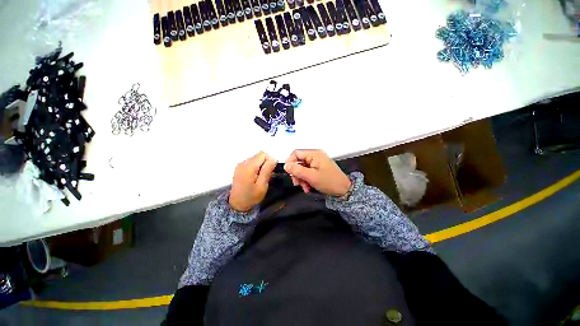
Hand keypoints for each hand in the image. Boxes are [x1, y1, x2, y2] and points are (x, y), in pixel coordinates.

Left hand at [229, 152, 277, 211]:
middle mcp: (243, 163)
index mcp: (249, 167)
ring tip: (260, 178)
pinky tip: (255, 177)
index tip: (270, 172)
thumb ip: (267, 170)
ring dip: (261, 166)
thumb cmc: (251, 196)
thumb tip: (273, 158)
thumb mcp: (262, 185)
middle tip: (265, 176)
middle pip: (259, 155)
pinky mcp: (240, 168)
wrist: (238, 205)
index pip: (263, 154)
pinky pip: (251, 162)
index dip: (269, 161)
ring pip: (256, 159)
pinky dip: (256, 167)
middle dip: (265, 163)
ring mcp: (240, 165)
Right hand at [284, 150, 350, 196]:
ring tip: (305, 188)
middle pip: (298, 162)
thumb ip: (297, 170)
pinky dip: (306, 180)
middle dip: (297, 174)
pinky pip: (307, 172)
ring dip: (301, 179)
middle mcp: (314, 156)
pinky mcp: (317, 169)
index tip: (290, 173)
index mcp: (314, 154)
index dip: (290, 162)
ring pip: (301, 169)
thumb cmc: (329, 182)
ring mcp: (316, 163)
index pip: (296, 153)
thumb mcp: (311, 177)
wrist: (343, 190)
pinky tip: (308, 187)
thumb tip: (285, 165)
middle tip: (298, 183)